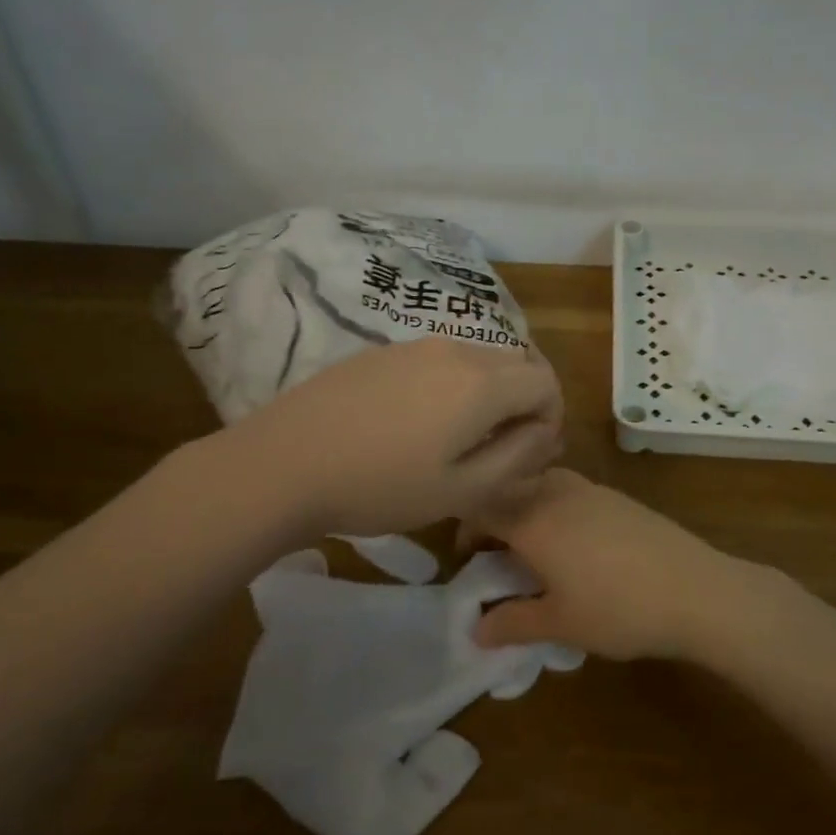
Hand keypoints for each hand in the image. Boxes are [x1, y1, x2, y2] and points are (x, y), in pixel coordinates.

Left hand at [230, 337, 563, 536]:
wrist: (284, 463)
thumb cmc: (380, 486)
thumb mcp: (462, 488)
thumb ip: (518, 456)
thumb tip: (546, 432)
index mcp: (482, 382)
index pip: (546, 381)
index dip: (551, 418)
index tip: (530, 453)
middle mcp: (455, 350)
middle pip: (515, 364)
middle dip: (523, 403)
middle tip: (501, 450)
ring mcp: (414, 345)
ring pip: (476, 360)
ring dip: (487, 394)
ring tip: (458, 440)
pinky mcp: (382, 352)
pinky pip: (438, 361)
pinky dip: (451, 386)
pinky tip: (416, 424)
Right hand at [469, 469, 772, 659]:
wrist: (696, 590)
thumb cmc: (618, 609)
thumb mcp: (559, 624)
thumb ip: (512, 622)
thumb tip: (476, 630)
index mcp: (532, 518)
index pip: (481, 506)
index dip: (466, 530)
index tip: (468, 560)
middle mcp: (556, 492)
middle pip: (510, 489)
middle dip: (494, 516)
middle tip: (496, 554)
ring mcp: (590, 489)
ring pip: (540, 484)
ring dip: (525, 507)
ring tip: (533, 547)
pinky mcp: (617, 496)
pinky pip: (569, 490)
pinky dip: (554, 507)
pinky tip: (574, 543)